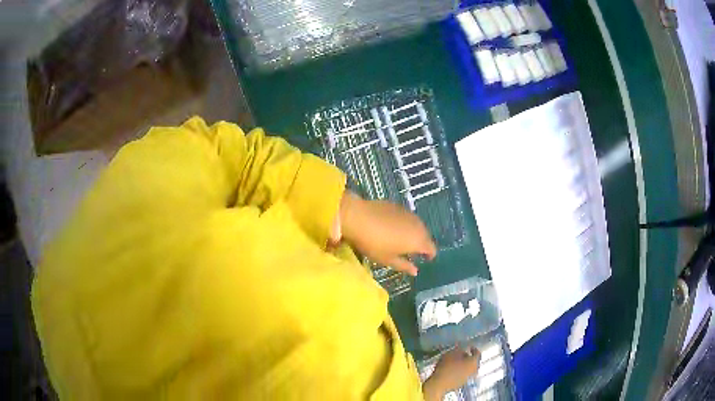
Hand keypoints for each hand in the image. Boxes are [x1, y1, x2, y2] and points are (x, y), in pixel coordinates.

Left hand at [339, 191, 435, 275]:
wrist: (358, 217)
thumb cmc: (374, 243)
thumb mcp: (388, 259)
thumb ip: (404, 266)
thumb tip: (416, 271)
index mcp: (418, 241)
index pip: (432, 249)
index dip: (430, 255)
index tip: (424, 260)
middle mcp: (418, 226)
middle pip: (426, 236)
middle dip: (422, 244)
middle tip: (412, 252)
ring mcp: (409, 214)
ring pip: (418, 226)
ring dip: (414, 233)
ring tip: (403, 240)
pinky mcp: (399, 206)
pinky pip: (408, 218)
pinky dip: (405, 224)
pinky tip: (394, 228)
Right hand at [423, 347, 479, 399]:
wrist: (438, 384)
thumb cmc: (446, 367)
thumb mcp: (451, 354)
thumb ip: (458, 350)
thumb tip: (462, 349)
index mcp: (474, 362)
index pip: (477, 353)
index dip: (473, 349)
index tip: (468, 347)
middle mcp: (474, 371)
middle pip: (474, 362)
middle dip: (468, 358)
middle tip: (461, 354)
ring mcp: (468, 379)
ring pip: (469, 369)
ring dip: (464, 365)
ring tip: (456, 362)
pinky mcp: (461, 384)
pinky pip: (463, 375)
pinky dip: (460, 371)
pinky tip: (452, 370)